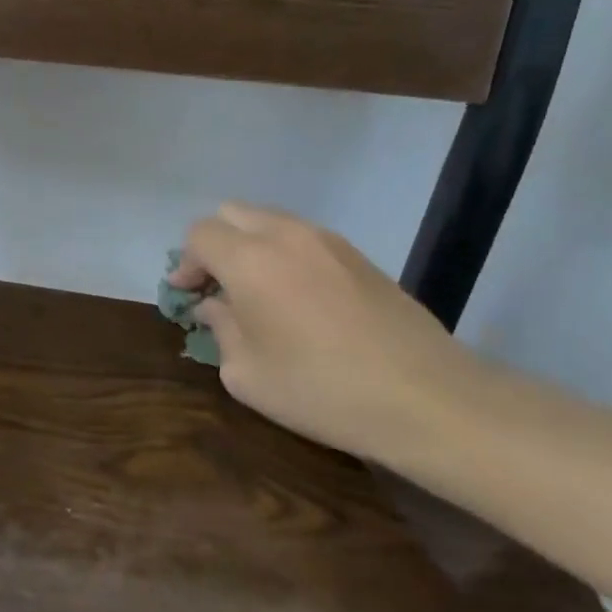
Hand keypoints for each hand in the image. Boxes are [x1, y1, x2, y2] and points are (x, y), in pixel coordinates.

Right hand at [172, 203, 493, 462]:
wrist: (426, 398)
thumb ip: (221, 329)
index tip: (186, 295)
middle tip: (215, 286)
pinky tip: (296, 298)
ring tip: (255, 292)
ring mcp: (328, 241)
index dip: (184, 262)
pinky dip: (283, 254)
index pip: (200, 234)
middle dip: (214, 244)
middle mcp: (286, 235)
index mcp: (250, 259)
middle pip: (232, 213)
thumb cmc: (322, 389)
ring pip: (270, 221)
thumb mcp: (247, 374)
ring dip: (250, 246)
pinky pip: (303, 238)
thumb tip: (217, 306)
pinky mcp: (359, 256)